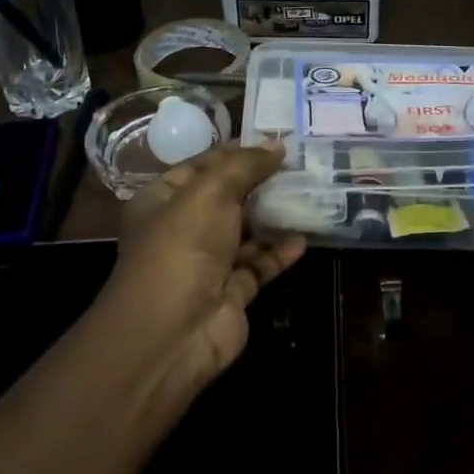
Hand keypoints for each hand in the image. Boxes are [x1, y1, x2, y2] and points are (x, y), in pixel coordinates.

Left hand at [103, 141, 305, 390]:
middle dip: (261, 182)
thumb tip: (278, 143)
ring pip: (247, 231)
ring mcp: (208, 263)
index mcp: (163, 200)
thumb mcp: (210, 192)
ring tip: (310, 194)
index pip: (202, 165)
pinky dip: (280, 252)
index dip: (236, 151)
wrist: (173, 332)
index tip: (276, 140)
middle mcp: (183, 229)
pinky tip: (303, 237)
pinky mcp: (232, 292)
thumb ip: (245, 165)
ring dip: (274, 215)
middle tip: (302, 164)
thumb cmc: (182, 247)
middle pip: (227, 197)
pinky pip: (260, 264)